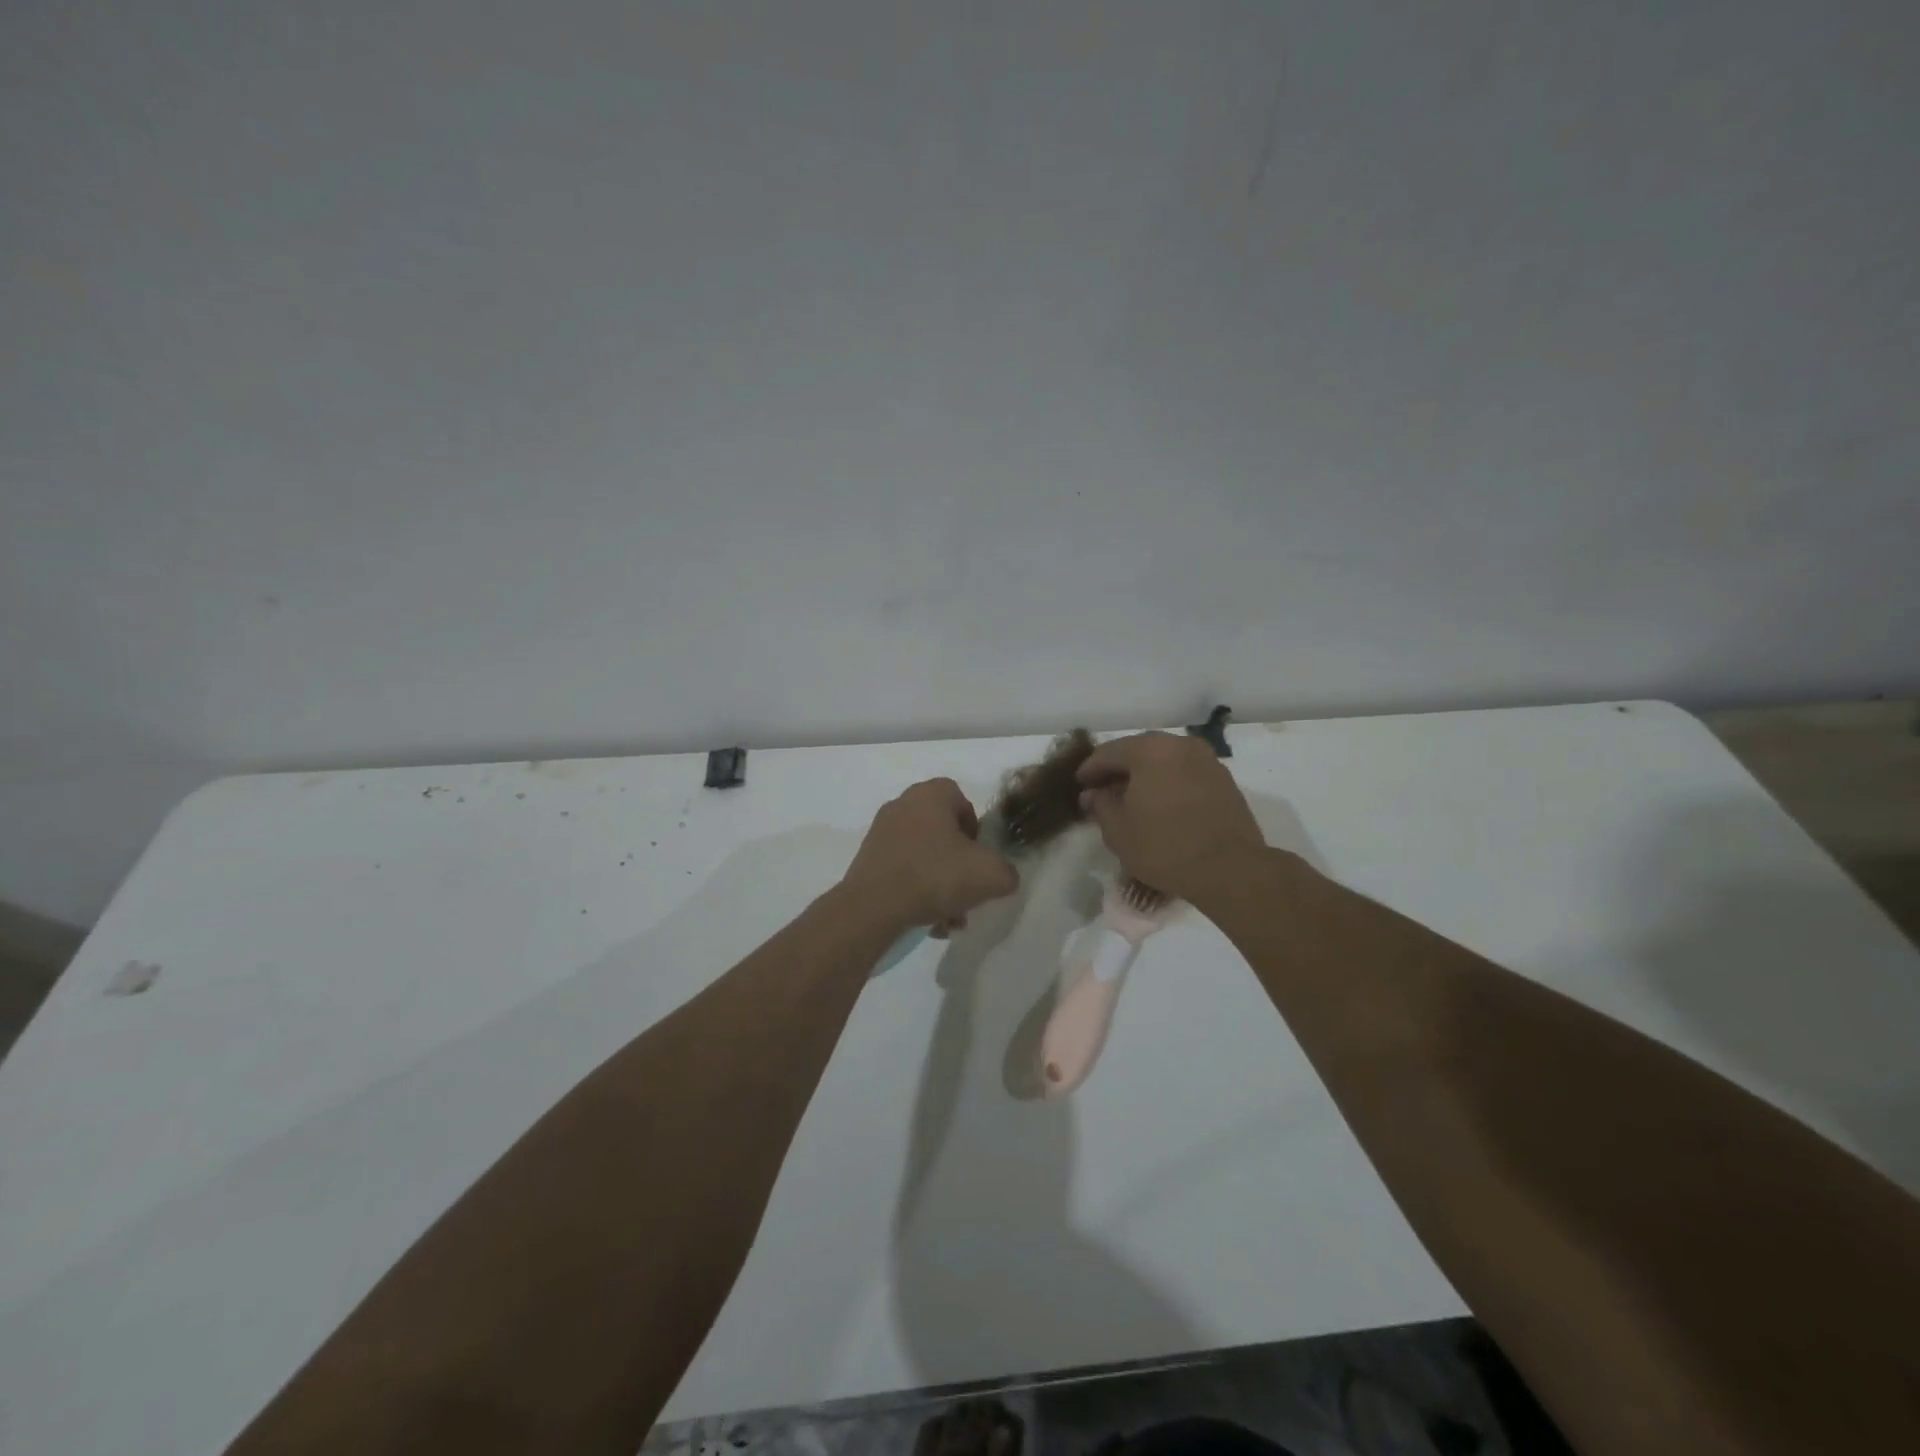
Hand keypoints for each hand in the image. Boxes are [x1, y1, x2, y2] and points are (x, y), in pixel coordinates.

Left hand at [841, 778, 1019, 932]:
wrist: (872, 908)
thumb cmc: (934, 877)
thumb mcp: (990, 875)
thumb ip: (1007, 871)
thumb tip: (1002, 876)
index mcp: (930, 794)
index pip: (962, 800)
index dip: (976, 829)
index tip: (980, 858)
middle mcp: (902, 805)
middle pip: (943, 832)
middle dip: (959, 864)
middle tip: (967, 892)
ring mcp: (881, 833)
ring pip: (924, 856)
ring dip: (941, 885)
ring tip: (949, 918)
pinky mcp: (867, 860)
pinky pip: (903, 872)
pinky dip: (917, 893)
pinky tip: (928, 922)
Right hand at [1076, 732, 1265, 900]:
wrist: (1230, 869)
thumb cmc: (1164, 846)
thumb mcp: (1118, 830)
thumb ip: (1101, 805)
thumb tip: (1094, 794)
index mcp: (1150, 749)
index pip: (1109, 752)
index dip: (1090, 770)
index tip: (1080, 785)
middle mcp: (1180, 745)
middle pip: (1139, 752)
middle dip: (1119, 771)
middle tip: (1103, 791)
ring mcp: (1207, 761)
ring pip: (1165, 762)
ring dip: (1146, 778)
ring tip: (1132, 801)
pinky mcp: (1225, 782)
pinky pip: (1185, 775)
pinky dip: (1169, 785)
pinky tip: (1160, 807)